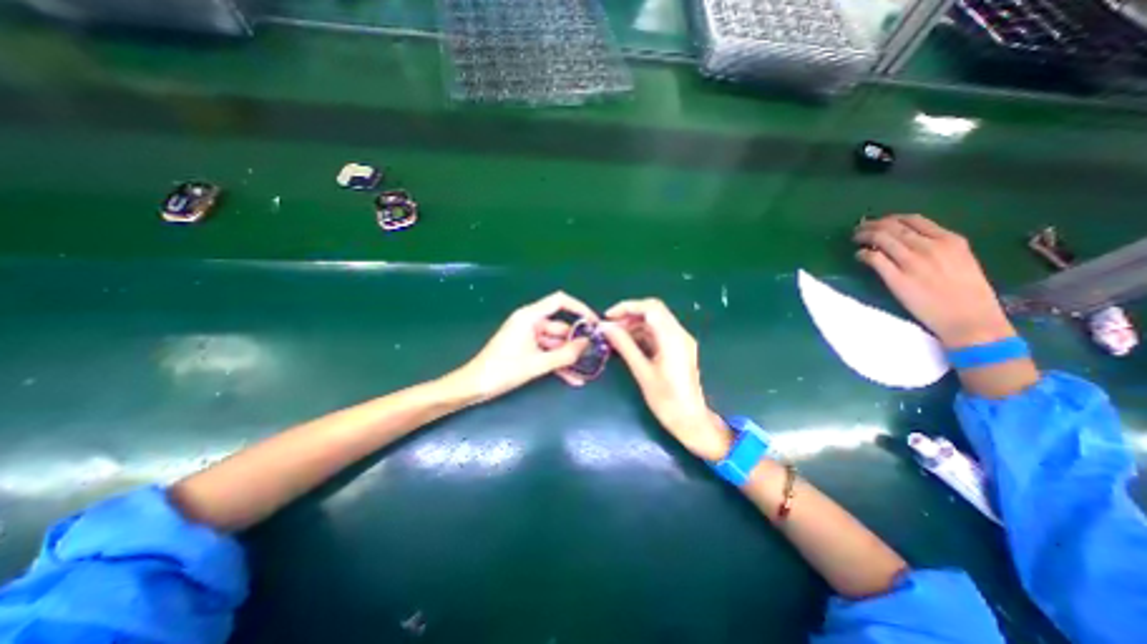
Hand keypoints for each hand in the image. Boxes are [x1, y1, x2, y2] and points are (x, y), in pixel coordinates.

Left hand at [447, 292, 594, 402]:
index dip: (579, 308)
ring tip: (585, 371)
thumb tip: (587, 344)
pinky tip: (573, 379)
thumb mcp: (537, 363)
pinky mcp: (526, 349)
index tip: (594, 323)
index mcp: (530, 317)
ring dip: (568, 357)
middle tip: (594, 355)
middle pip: (560, 327)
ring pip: (556, 343)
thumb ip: (565, 354)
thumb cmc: (503, 370)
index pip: (559, 301)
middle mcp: (530, 322)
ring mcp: (528, 337)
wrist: (474, 386)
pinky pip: (547, 352)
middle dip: (576, 342)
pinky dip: (558, 363)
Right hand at [596, 299, 728, 459]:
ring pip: (655, 321)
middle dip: (629, 315)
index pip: (650, 308)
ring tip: (614, 337)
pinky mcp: (677, 349)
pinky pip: (658, 333)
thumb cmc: (666, 400)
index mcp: (673, 338)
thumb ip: (624, 345)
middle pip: (653, 311)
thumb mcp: (642, 371)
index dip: (627, 307)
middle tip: (610, 327)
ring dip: (634, 324)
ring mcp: (680, 341)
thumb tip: (605, 327)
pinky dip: (642, 334)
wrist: (690, 420)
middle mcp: (679, 334)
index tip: (608, 317)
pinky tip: (627, 344)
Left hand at [849, 214, 1011, 347]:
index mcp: (950, 240)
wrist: (969, 318)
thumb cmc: (967, 292)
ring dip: (863, 236)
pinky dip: (862, 254)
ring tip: (855, 239)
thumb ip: (937, 247)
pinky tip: (858, 256)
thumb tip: (907, 240)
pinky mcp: (896, 278)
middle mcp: (930, 247)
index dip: (890, 218)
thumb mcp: (961, 259)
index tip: (878, 222)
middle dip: (871, 225)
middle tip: (859, 229)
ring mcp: (912, 262)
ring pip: (880, 238)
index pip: (913, 219)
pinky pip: (873, 258)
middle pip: (892, 227)